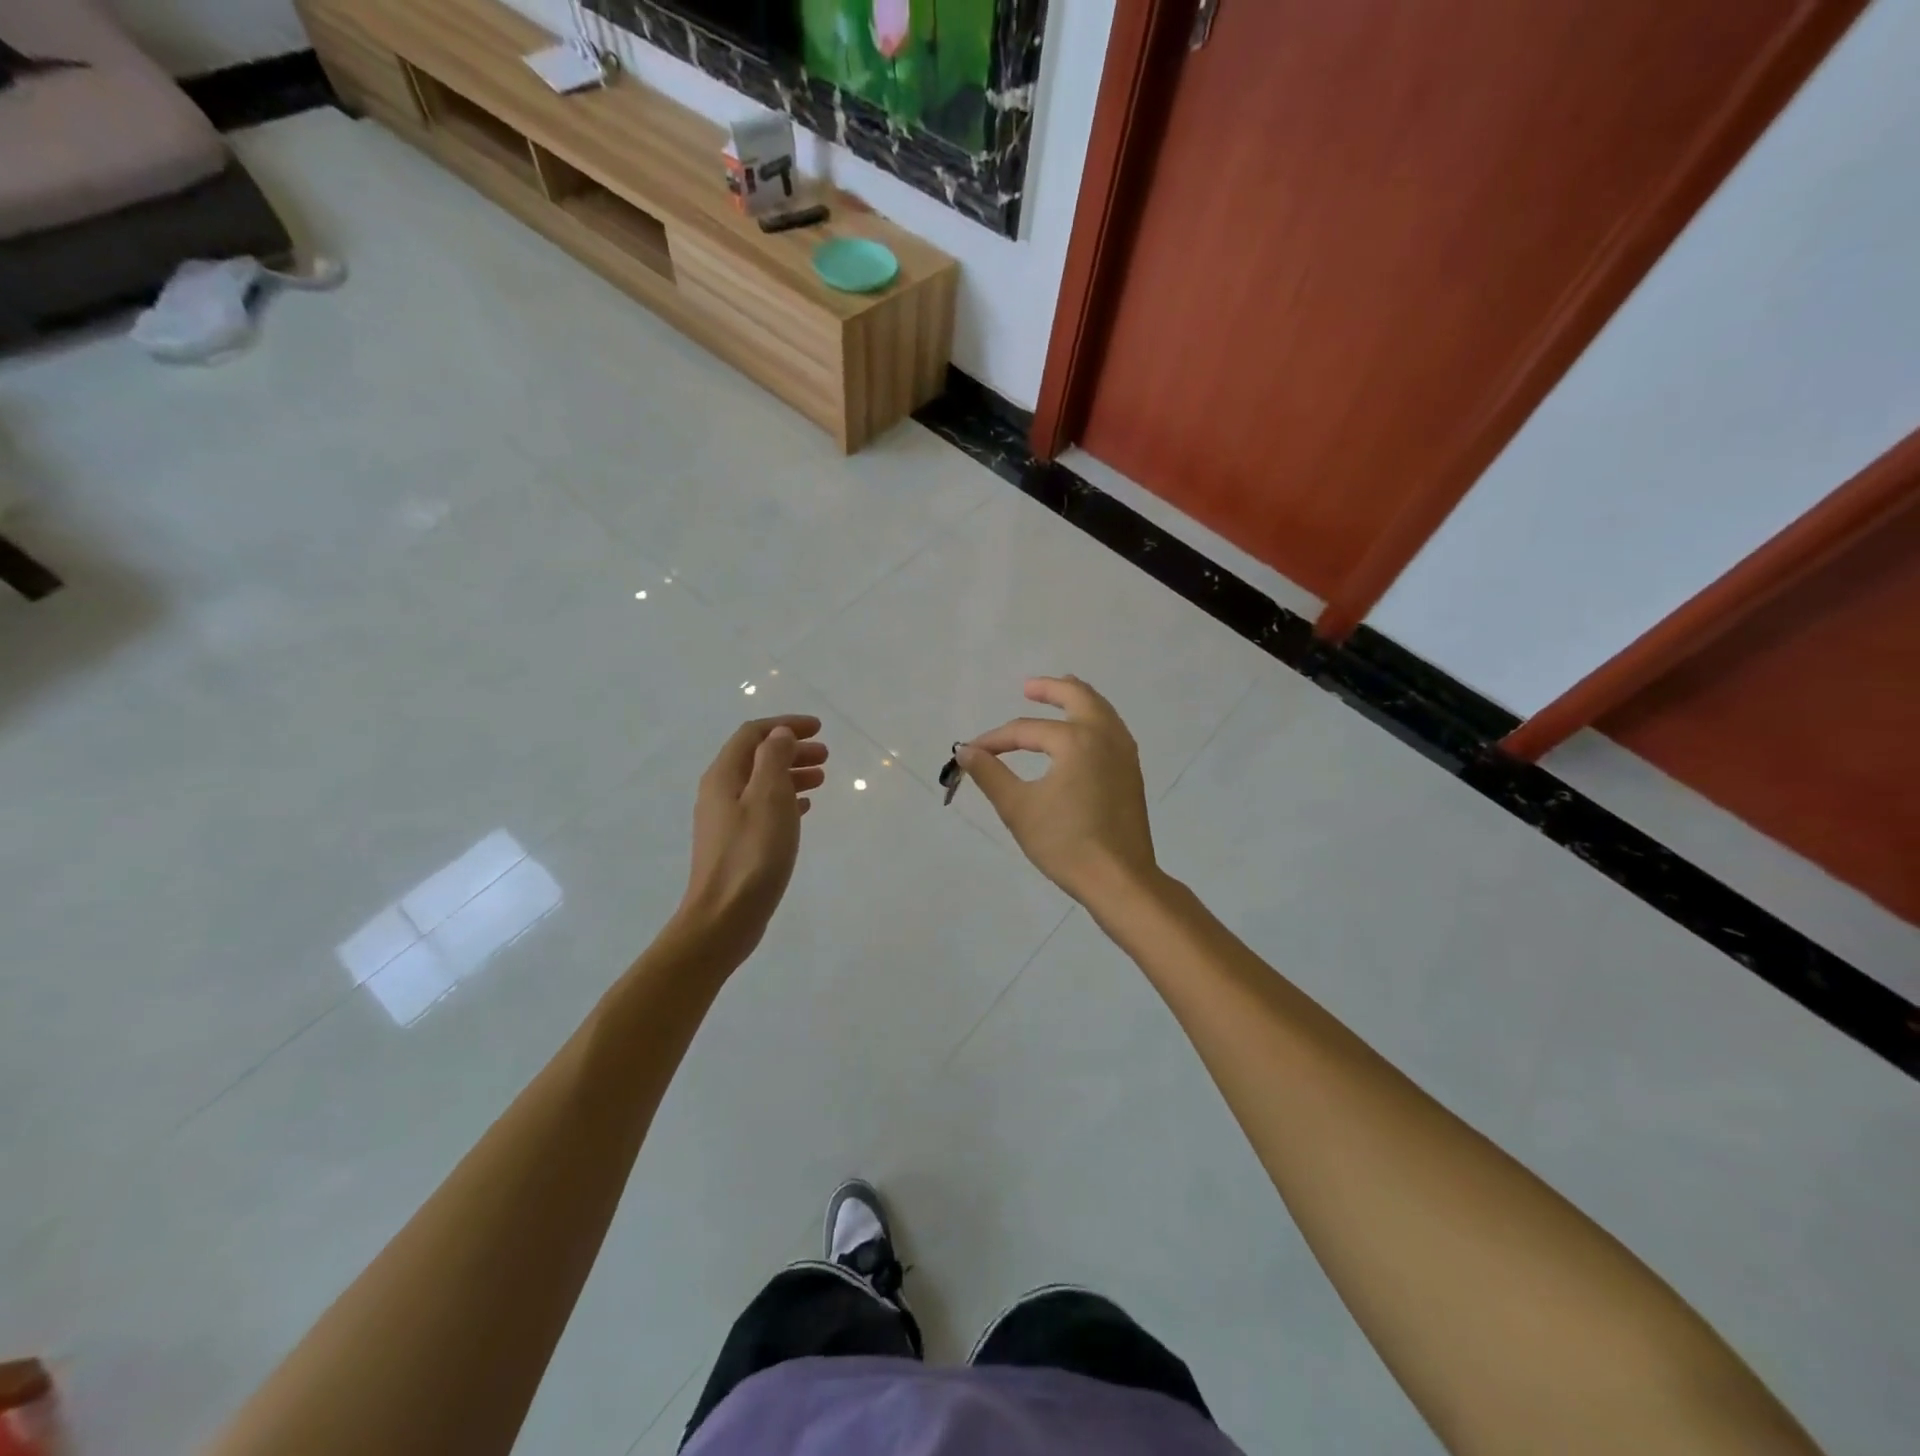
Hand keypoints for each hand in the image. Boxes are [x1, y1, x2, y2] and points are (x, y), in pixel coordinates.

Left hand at [675, 715, 826, 966]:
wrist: (724, 918)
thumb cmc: (752, 854)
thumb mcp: (769, 798)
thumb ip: (774, 760)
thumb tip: (779, 735)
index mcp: (724, 776)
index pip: (753, 734)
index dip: (785, 725)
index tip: (819, 728)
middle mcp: (719, 792)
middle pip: (757, 757)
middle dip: (791, 750)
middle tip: (826, 755)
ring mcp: (725, 820)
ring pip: (761, 783)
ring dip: (791, 774)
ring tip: (821, 780)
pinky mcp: (736, 844)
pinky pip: (763, 808)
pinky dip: (785, 800)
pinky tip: (804, 809)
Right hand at [959, 677, 1157, 906]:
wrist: (1119, 879)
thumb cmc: (1065, 843)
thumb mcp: (1018, 808)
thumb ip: (990, 774)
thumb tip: (966, 750)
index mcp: (1076, 740)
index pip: (1027, 730)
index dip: (996, 740)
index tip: (972, 752)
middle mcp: (1105, 736)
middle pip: (1078, 698)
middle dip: (1051, 689)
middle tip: (1029, 687)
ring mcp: (1124, 753)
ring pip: (1102, 710)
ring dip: (1078, 700)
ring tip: (1060, 697)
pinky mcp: (1132, 772)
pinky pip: (1112, 729)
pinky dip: (1095, 719)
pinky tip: (1083, 734)